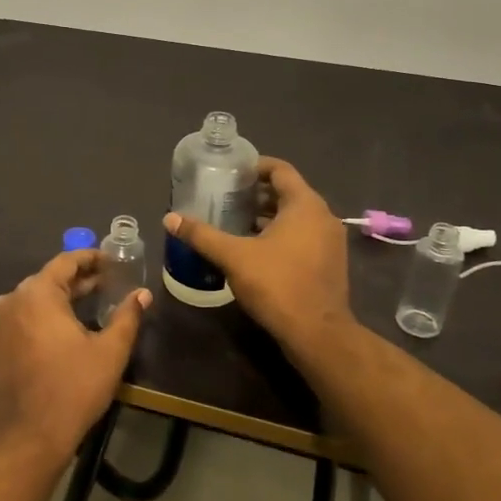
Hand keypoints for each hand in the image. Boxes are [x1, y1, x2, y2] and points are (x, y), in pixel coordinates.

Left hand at [0, 250, 149, 466]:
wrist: (29, 434)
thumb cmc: (74, 387)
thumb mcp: (109, 351)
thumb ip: (127, 316)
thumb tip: (142, 294)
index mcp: (38, 293)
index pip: (65, 262)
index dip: (90, 258)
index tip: (109, 261)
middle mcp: (11, 300)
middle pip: (46, 280)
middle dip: (76, 281)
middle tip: (104, 284)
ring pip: (30, 301)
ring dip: (56, 301)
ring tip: (83, 308)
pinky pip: (17, 322)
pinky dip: (37, 320)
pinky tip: (56, 335)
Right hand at [164, 156, 353, 355]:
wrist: (317, 333)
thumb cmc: (277, 284)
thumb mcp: (233, 257)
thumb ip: (202, 235)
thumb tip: (170, 218)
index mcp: (304, 205)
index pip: (280, 170)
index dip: (255, 167)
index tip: (231, 173)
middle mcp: (323, 216)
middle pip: (288, 192)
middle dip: (257, 193)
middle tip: (226, 198)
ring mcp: (330, 241)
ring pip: (296, 216)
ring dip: (268, 215)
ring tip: (235, 222)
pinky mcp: (330, 262)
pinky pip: (304, 235)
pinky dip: (281, 233)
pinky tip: (255, 248)